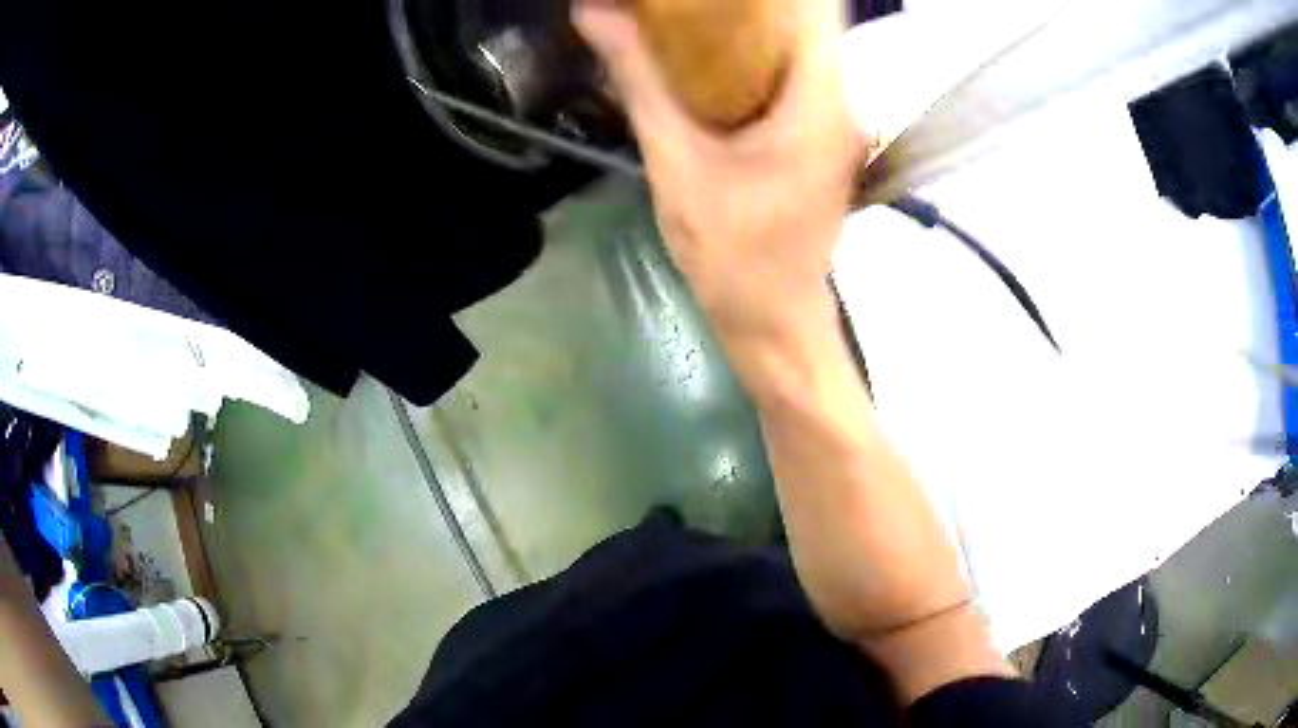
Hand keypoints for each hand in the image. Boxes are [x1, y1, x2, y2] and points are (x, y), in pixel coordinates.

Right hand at [573, 0, 868, 341]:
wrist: (774, 318)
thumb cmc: (732, 253)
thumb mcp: (676, 162)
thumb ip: (639, 80)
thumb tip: (594, 12)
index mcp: (819, 100)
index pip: (816, 7)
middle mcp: (842, 102)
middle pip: (809, 19)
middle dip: (754, 0)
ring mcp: (837, 121)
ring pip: (805, 45)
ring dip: (754, 22)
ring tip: (693, 13)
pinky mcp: (822, 137)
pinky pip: (797, 74)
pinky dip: (759, 53)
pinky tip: (711, 54)